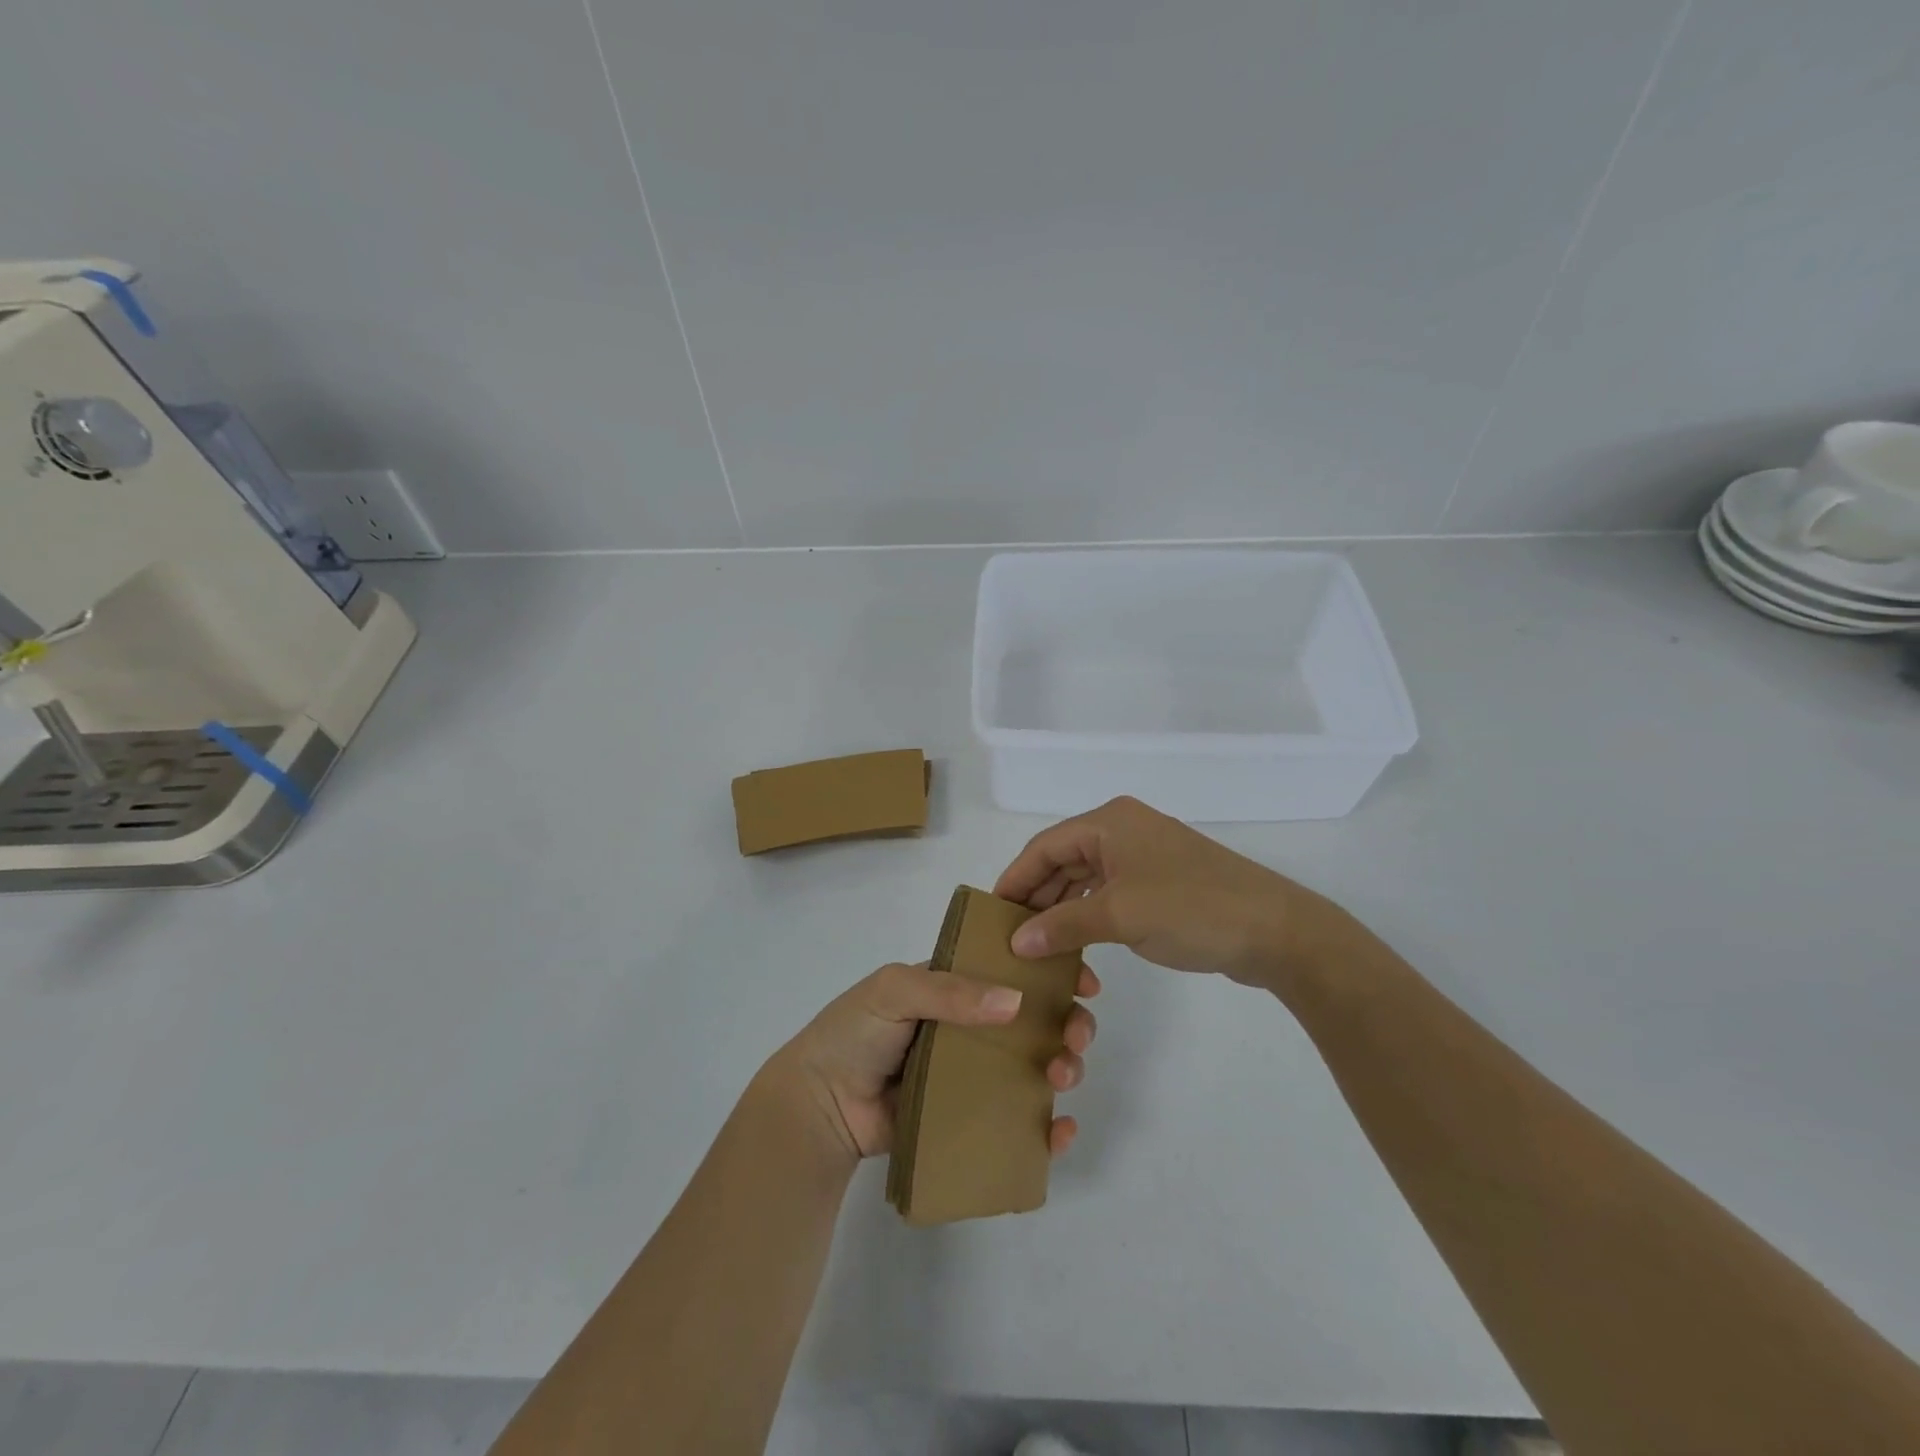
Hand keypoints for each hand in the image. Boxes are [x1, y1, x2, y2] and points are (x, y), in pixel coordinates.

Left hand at [766, 961, 1100, 1164]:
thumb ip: (949, 991)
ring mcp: (975, 1074)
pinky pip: (1019, 1122)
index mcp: (957, 988)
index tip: (1083, 981)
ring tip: (1064, 1076)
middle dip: (1068, 1024)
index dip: (1052, 973)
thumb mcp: (894, 990)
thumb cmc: (854, 1033)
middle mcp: (973, 1027)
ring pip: (1036, 1068)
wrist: (821, 1104)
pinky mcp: (971, 1119)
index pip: (1013, 972)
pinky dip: (1048, 1129)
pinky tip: (1060, 1131)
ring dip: (1065, 1068)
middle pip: (1036, 1022)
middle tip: (1076, 1036)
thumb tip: (1015, 1002)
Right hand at [995, 796, 1333, 987]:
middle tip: (1009, 934)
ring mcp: (1144, 855)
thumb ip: (1063, 926)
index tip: (990, 914)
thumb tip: (1017, 943)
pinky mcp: (1161, 881)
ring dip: (1061, 908)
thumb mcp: (1120, 916)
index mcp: (1109, 822)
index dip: (1015, 879)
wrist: (1274, 930)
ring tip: (1035, 944)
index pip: (1044, 846)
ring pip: (1085, 878)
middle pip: (1063, 860)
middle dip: (1037, 896)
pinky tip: (1075, 940)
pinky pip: (1109, 892)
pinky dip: (1089, 914)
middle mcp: (1123, 829)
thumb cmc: (1191, 909)